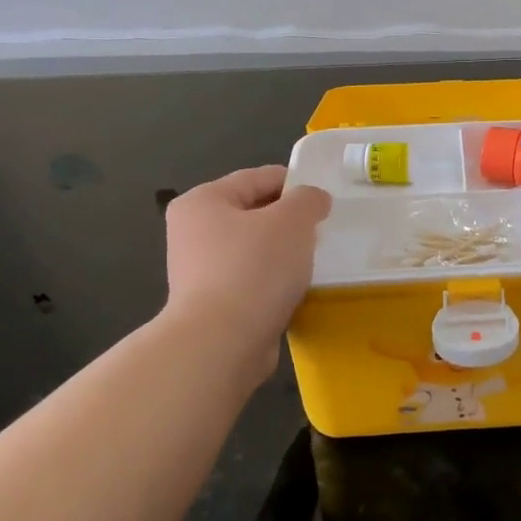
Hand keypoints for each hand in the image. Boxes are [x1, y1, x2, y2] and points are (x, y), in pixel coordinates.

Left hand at [163, 166, 331, 386]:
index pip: (258, 178)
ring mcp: (200, 271)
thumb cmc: (255, 269)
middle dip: (290, 222)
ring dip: (285, 255)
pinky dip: (275, 283)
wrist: (223, 343)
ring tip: (315, 262)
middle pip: (255, 214)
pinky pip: (253, 281)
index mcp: (203, 201)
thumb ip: (308, 200)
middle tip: (324, 231)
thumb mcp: (292, 221)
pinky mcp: (214, 305)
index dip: (296, 184)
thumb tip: (314, 200)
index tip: (327, 199)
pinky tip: (297, 290)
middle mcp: (193, 232)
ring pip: (255, 250)